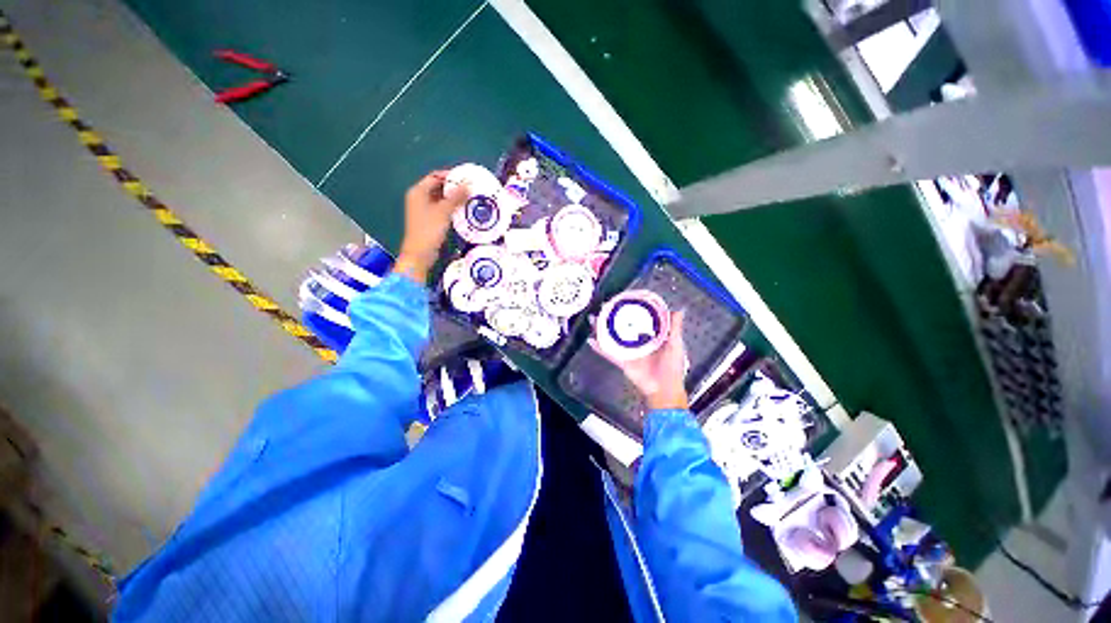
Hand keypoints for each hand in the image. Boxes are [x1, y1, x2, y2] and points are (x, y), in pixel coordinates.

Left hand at [393, 170, 468, 282]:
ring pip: (441, 199)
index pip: (435, 177)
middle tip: (470, 188)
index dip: (449, 176)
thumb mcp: (444, 211)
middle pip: (438, 187)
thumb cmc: (429, 230)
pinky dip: (452, 207)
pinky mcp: (430, 220)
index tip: (465, 177)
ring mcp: (424, 210)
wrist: (420, 253)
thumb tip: (468, 185)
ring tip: (469, 198)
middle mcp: (419, 198)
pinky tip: (462, 210)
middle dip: (453, 187)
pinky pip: (442, 208)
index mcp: (418, 192)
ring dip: (454, 198)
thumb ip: (456, 197)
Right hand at [591, 311, 688, 410]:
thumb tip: (677, 310)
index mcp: (650, 337)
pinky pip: (609, 353)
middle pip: (622, 327)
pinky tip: (591, 340)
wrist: (664, 389)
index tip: (623, 300)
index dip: (631, 311)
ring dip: (602, 330)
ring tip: (593, 319)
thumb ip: (675, 328)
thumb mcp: (675, 345)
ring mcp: (628, 351)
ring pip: (613, 338)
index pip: (639, 321)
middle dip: (612, 318)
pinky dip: (600, 348)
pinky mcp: (622, 361)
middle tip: (603, 307)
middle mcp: (637, 342)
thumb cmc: (672, 367)